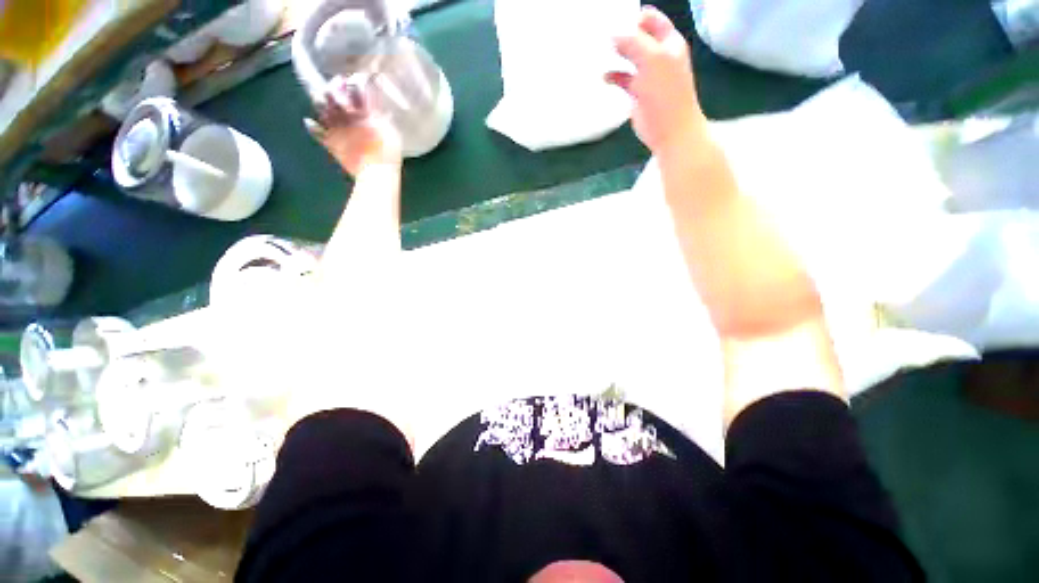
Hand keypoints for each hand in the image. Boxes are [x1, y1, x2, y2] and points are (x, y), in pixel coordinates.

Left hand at [305, 75, 401, 175]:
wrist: (376, 173)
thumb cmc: (389, 155)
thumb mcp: (393, 134)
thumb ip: (385, 120)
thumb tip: (382, 111)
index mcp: (365, 113)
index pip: (360, 89)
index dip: (359, 81)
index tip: (359, 78)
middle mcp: (348, 115)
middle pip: (336, 92)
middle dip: (337, 85)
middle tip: (339, 82)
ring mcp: (337, 127)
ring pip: (322, 106)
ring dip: (321, 99)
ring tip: (322, 97)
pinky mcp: (330, 141)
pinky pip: (315, 131)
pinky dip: (312, 126)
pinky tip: (309, 122)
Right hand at [606, 7, 706, 156]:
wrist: (670, 130)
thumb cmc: (666, 93)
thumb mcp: (652, 60)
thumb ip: (633, 43)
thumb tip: (611, 33)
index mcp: (668, 42)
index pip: (650, 19)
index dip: (633, 17)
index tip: (611, 20)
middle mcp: (658, 55)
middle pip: (637, 37)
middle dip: (620, 35)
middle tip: (600, 35)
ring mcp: (647, 74)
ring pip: (629, 58)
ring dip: (615, 55)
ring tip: (598, 53)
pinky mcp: (638, 92)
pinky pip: (623, 78)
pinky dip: (613, 76)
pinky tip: (604, 77)